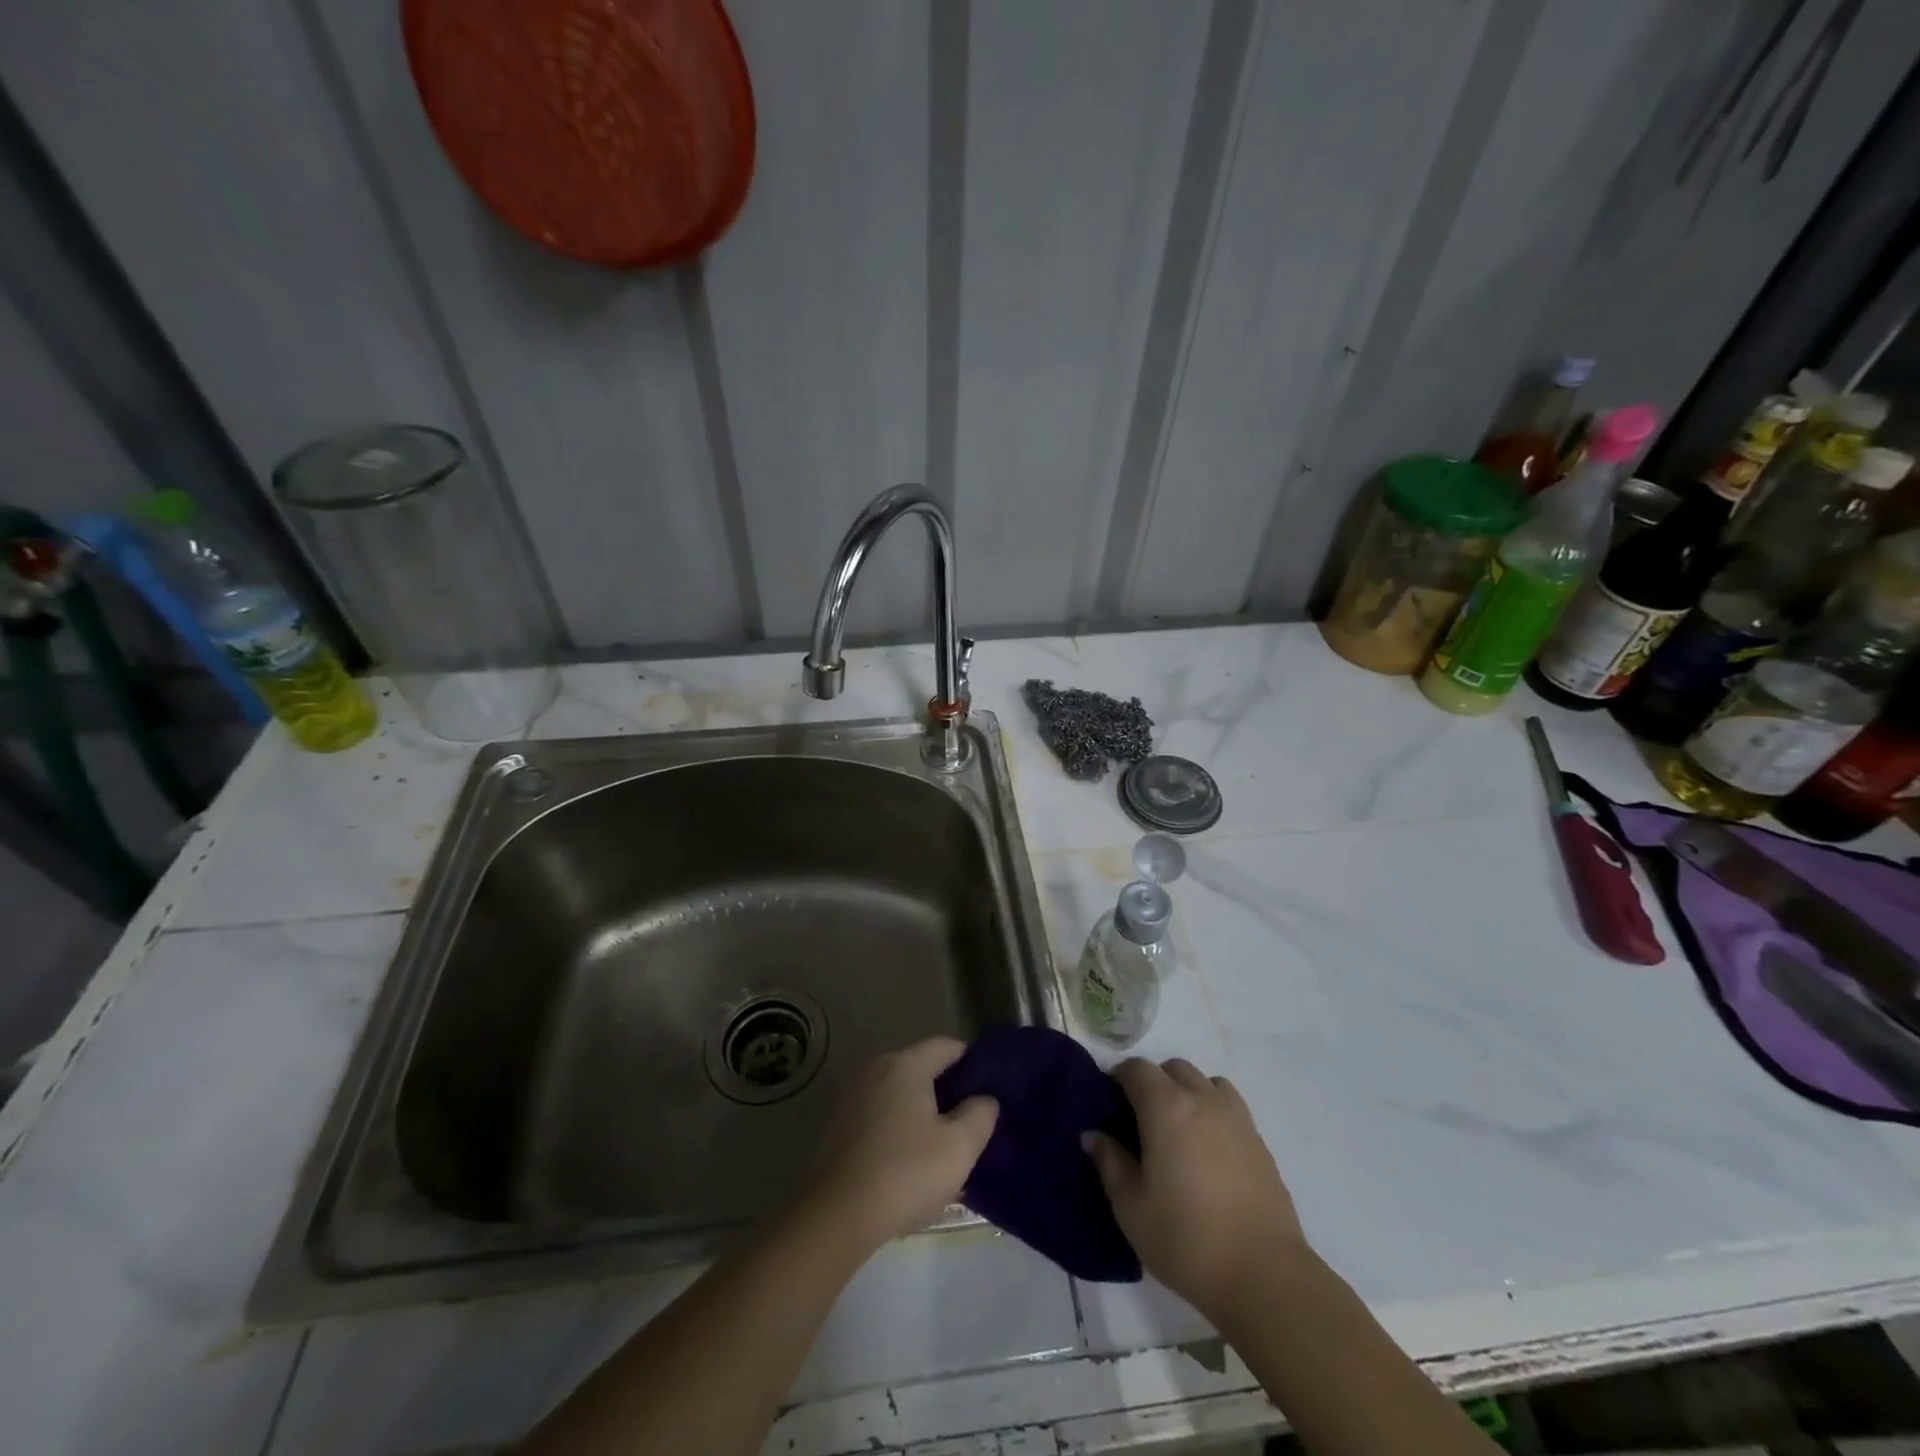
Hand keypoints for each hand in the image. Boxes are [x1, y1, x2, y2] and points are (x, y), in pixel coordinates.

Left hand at [803, 1037, 998, 1251]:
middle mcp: (877, 1068)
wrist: (837, 1216)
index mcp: (906, 1065)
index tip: (990, 1089)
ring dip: (922, 1110)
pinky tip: (909, 1158)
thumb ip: (980, 1114)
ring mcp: (853, 1095)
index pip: (947, 1046)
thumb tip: (985, 1099)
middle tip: (971, 1120)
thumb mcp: (959, 1147)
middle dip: (948, 1089)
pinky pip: (880, 1112)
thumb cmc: (905, 1173)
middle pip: (922, 1067)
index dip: (973, 1063)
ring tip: (943, 1142)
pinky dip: (898, 1125)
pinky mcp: (839, 1124)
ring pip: (900, 1092)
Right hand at [1083, 1058, 1306, 1322]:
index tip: (1109, 1105)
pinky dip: (1213, 1113)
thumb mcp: (1131, 1207)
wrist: (1264, 1275)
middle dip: (1154, 1083)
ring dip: (1187, 1093)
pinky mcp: (1259, 1141)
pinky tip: (1208, 1152)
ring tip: (1179, 1132)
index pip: (1136, 1069)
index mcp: (1166, 1107)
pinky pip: (1230, 1107)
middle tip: (1142, 1122)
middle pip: (1173, 1069)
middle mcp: (1202, 1099)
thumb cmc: (1186, 1239)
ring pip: (1206, 1083)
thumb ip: (1109, 1162)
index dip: (1118, 1079)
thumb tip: (1093, 1134)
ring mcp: (1236, 1118)